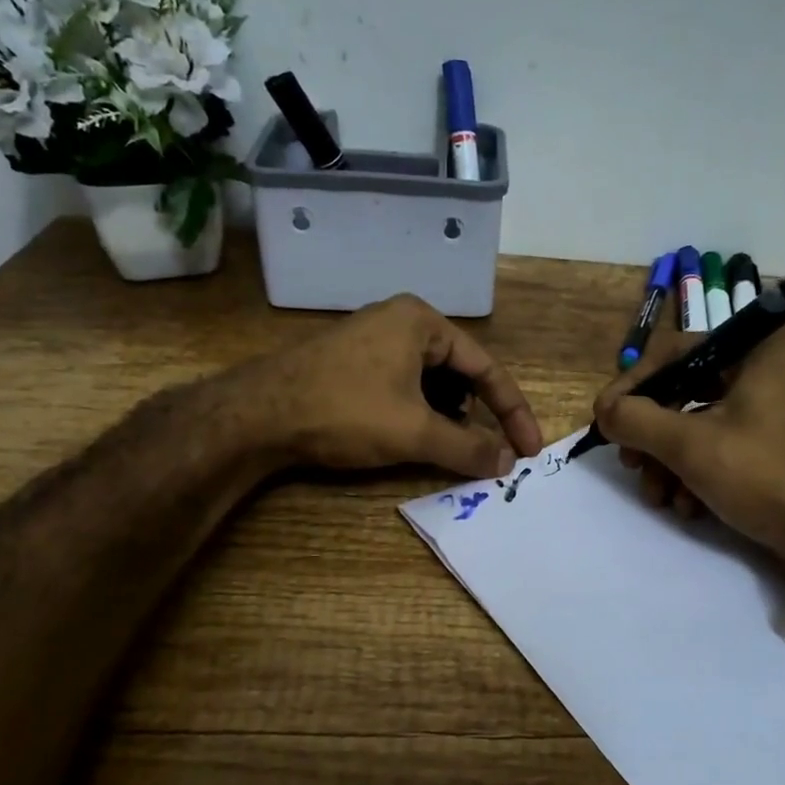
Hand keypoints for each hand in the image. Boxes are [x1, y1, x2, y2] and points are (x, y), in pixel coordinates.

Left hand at [226, 295, 542, 477]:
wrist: (256, 415)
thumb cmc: (345, 411)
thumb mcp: (415, 432)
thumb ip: (468, 447)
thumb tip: (507, 463)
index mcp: (422, 321)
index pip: (486, 368)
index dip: (512, 412)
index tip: (529, 450)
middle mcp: (399, 321)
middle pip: (458, 372)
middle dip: (476, 413)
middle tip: (488, 450)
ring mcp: (371, 339)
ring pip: (429, 381)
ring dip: (446, 416)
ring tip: (448, 446)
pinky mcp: (350, 362)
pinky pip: (402, 385)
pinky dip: (418, 412)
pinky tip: (411, 436)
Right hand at [592, 327, 784, 591]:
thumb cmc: (767, 478)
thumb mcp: (691, 446)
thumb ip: (637, 420)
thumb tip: (604, 411)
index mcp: (756, 352)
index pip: (674, 352)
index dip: (631, 386)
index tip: (605, 421)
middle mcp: (769, 372)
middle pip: (685, 392)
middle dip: (651, 435)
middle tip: (631, 463)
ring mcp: (777, 412)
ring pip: (701, 425)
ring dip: (670, 462)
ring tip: (659, 497)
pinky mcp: (780, 448)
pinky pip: (725, 447)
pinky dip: (699, 474)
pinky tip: (689, 508)